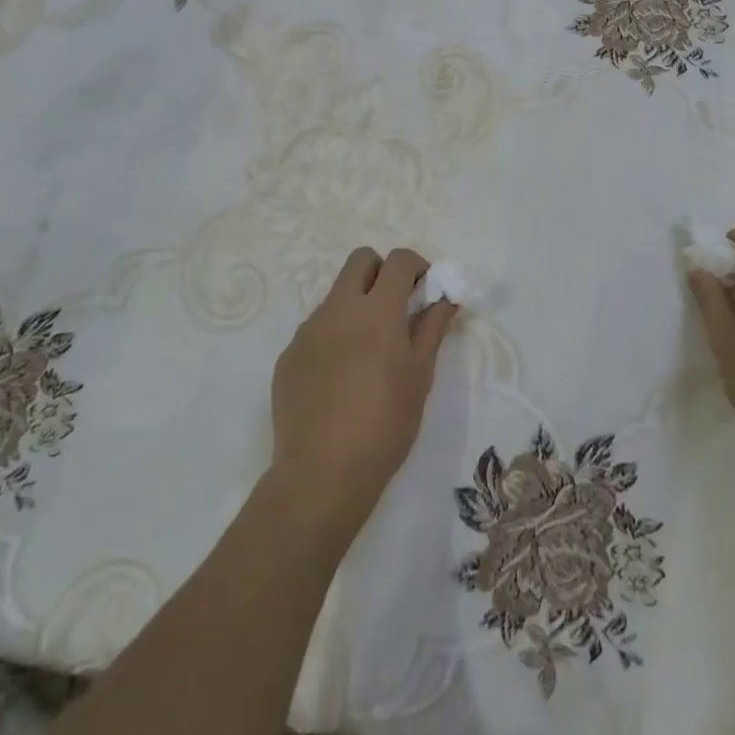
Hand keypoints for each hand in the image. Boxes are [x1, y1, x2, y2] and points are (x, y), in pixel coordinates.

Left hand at [268, 247, 460, 539]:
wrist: (321, 474)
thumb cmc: (385, 425)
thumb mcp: (420, 377)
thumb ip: (431, 328)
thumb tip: (445, 297)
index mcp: (377, 311)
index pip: (398, 261)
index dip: (416, 266)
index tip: (425, 290)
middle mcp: (338, 309)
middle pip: (360, 260)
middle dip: (382, 272)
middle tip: (396, 307)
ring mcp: (308, 330)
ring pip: (336, 295)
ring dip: (357, 305)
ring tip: (368, 353)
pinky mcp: (288, 354)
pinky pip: (316, 328)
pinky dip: (334, 336)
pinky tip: (340, 379)